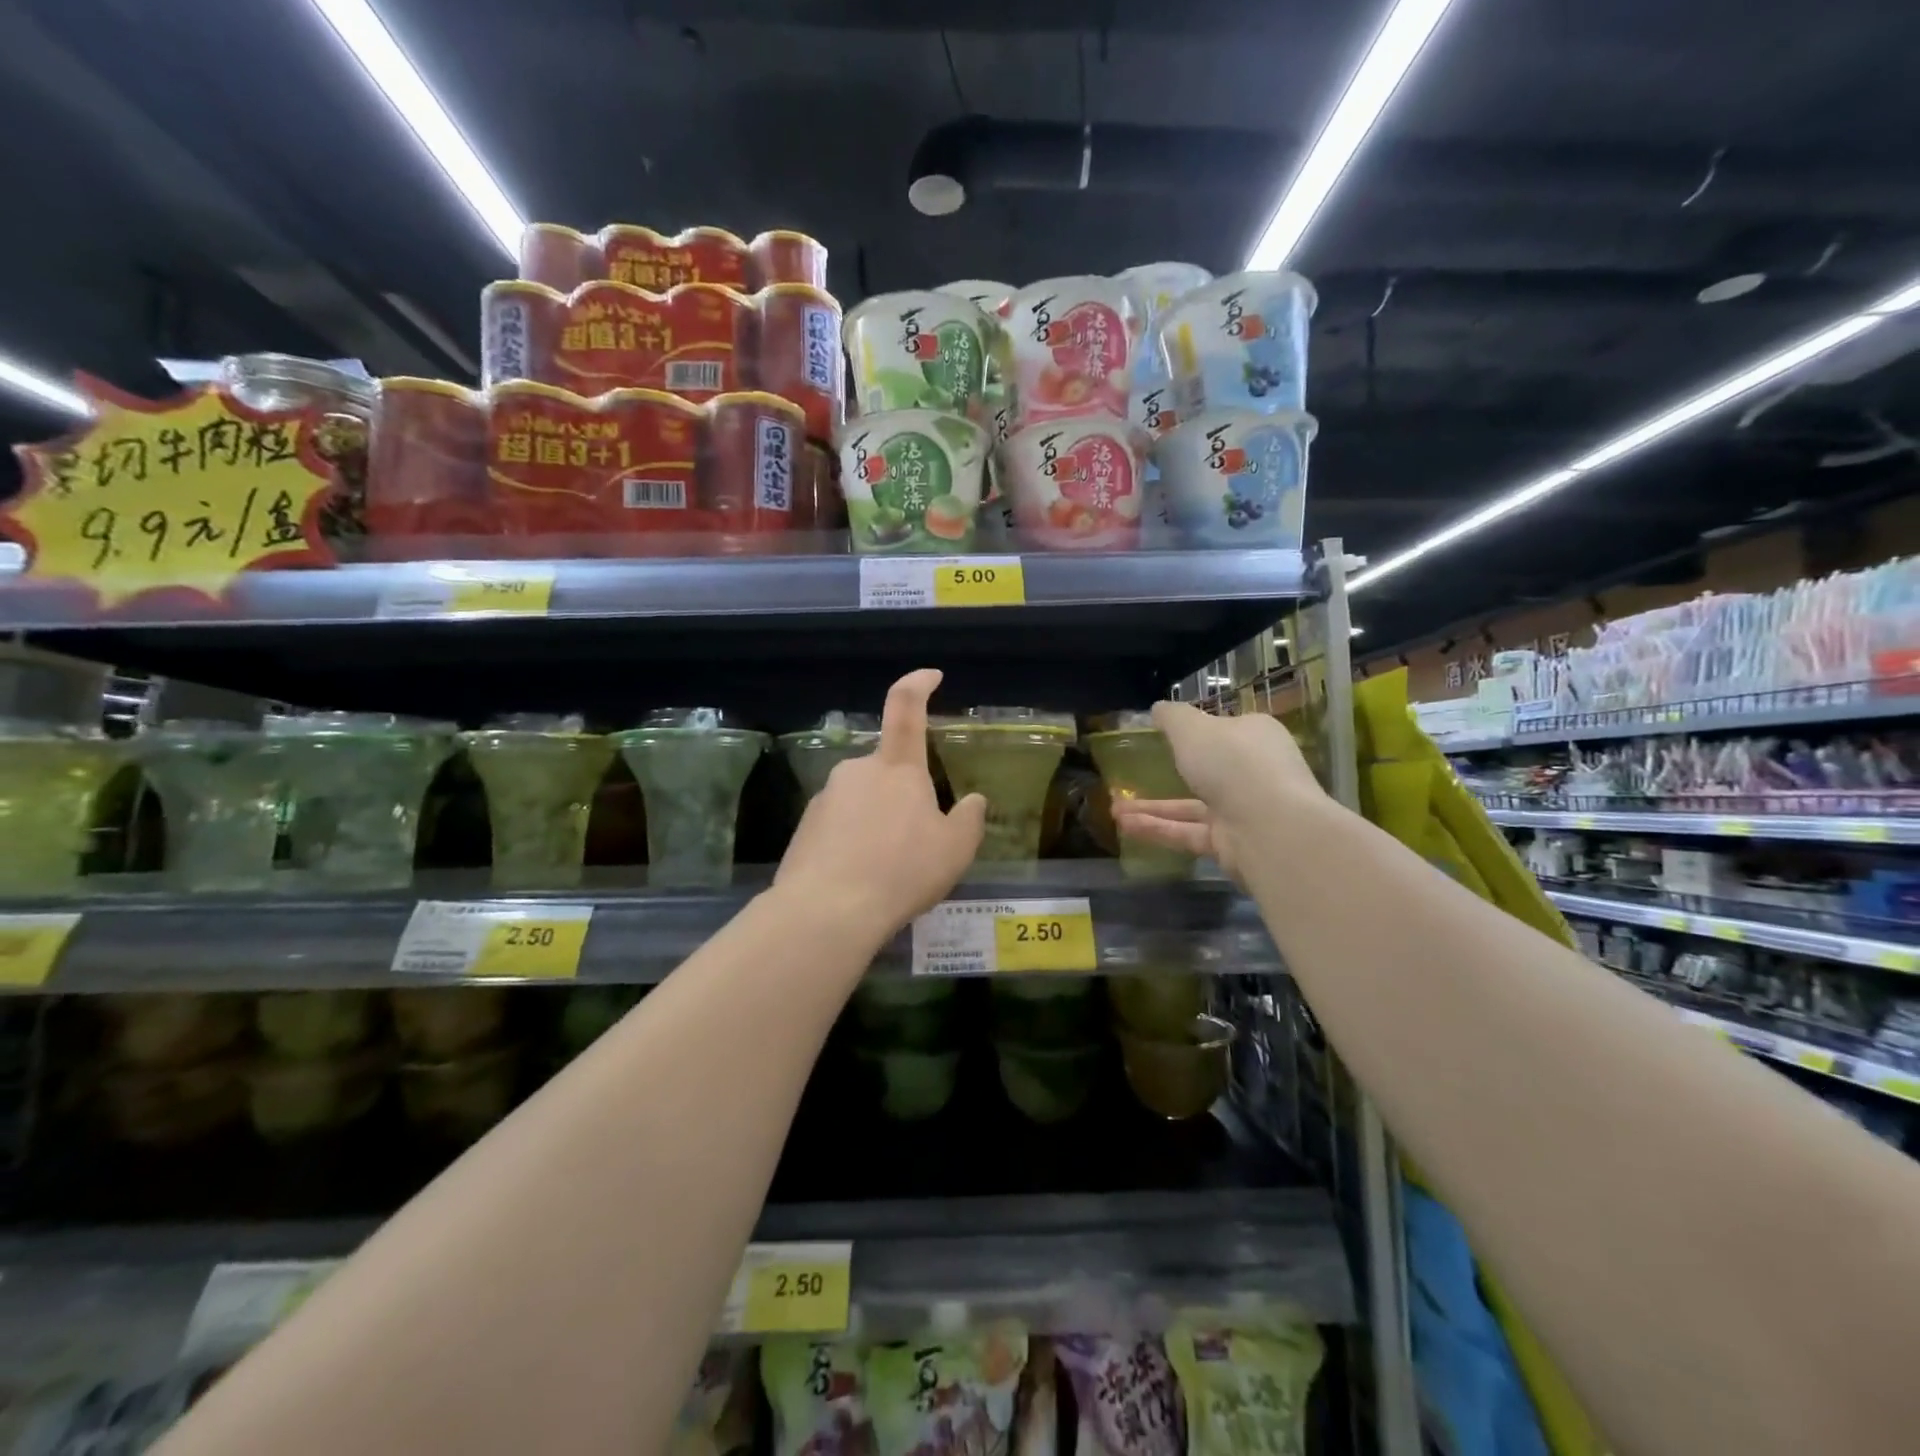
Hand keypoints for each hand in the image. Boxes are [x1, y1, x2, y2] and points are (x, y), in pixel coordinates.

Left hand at [772, 668, 985, 944]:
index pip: (906, 707)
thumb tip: (972, 800)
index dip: (918, 683)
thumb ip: (969, 820)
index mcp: (897, 768)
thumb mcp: (955, 851)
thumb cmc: (901, 872)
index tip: (931, 676)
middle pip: (888, 770)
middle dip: (905, 795)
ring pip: (863, 800)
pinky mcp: (804, 826)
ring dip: (879, 821)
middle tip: (918, 841)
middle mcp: (857, 771)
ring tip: (889, 869)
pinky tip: (861, 877)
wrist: (826, 911)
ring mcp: (825, 797)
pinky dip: (853, 841)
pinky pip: (839, 824)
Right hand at [1109, 700, 1320, 885]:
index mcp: (1254, 736)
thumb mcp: (1192, 729)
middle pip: (1209, 769)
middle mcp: (1253, 772)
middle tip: (1134, 773)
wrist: (1269, 827)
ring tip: (1114, 808)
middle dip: (1168, 773)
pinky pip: (1187, 832)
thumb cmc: (1232, 763)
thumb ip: (1172, 718)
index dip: (1198, 731)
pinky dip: (1158, 829)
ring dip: (1153, 806)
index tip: (1166, 735)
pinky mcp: (1230, 843)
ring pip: (1191, 806)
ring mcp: (1243, 810)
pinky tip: (1125, 826)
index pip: (1226, 730)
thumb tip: (1158, 708)